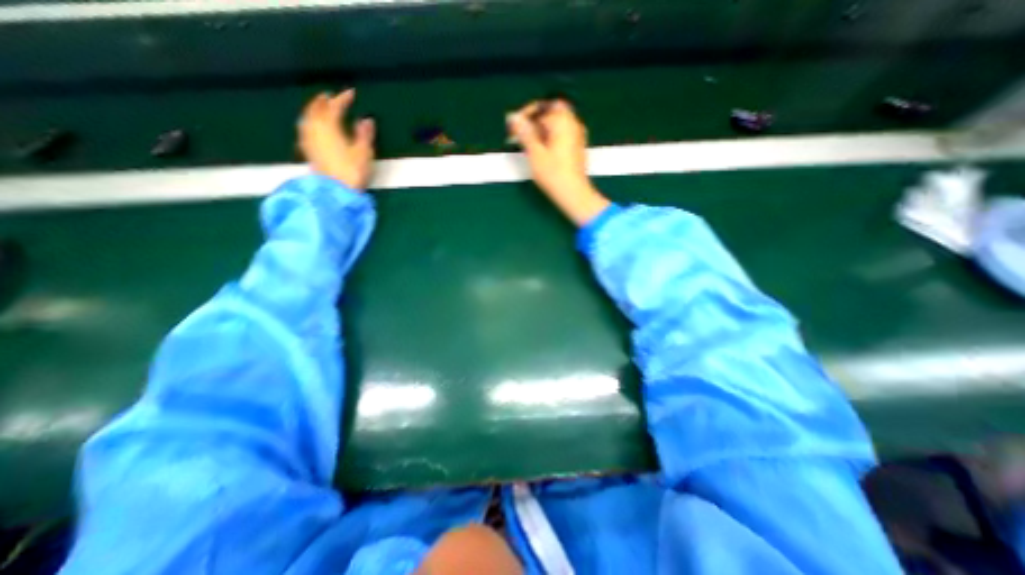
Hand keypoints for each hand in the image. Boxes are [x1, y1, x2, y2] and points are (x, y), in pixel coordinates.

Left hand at [296, 87, 374, 188]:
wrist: (335, 191)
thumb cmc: (352, 171)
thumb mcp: (364, 153)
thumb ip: (364, 134)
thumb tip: (367, 120)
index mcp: (329, 126)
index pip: (334, 107)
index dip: (343, 99)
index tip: (351, 93)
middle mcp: (315, 129)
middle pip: (316, 110)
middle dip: (323, 102)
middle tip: (331, 97)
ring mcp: (309, 140)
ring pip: (308, 118)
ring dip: (313, 110)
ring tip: (319, 108)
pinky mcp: (308, 151)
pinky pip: (305, 130)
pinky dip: (309, 123)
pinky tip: (311, 127)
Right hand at [504, 99, 607, 225]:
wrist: (573, 193)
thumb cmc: (553, 174)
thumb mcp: (534, 153)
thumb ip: (523, 132)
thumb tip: (512, 116)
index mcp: (563, 121)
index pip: (541, 106)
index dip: (525, 115)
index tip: (514, 128)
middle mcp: (573, 123)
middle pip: (551, 111)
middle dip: (535, 120)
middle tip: (522, 133)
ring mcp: (577, 135)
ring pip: (557, 122)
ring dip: (542, 129)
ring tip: (530, 145)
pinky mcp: (577, 147)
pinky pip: (562, 133)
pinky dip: (550, 136)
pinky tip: (542, 151)